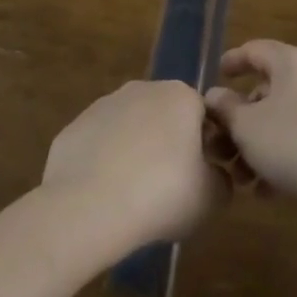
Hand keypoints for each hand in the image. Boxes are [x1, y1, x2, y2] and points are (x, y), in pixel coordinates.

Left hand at [40, 80, 224, 250]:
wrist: (87, 207)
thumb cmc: (161, 194)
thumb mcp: (212, 197)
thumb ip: (222, 180)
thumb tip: (215, 175)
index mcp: (181, 96)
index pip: (204, 114)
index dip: (209, 145)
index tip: (205, 176)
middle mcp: (142, 89)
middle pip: (166, 116)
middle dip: (171, 145)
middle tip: (172, 186)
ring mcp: (104, 105)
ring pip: (131, 128)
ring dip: (137, 152)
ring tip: (136, 195)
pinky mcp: (74, 127)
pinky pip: (100, 144)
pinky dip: (106, 163)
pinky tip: (106, 194)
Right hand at [204, 40, 296, 207]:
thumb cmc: (292, 141)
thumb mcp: (246, 126)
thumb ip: (225, 108)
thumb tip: (215, 95)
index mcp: (291, 61)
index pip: (255, 50)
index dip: (233, 61)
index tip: (217, 75)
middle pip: (270, 89)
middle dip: (244, 120)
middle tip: (227, 144)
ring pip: (287, 117)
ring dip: (262, 144)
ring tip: (246, 179)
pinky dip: (286, 152)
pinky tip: (272, 189)